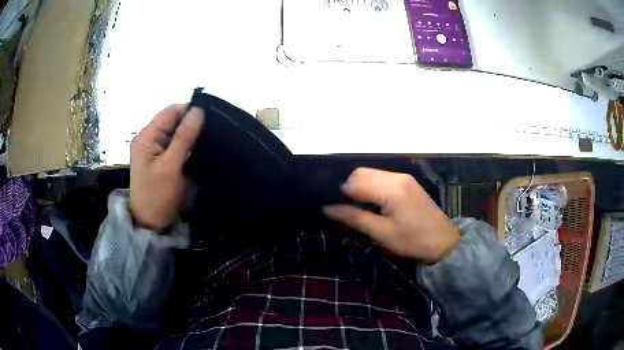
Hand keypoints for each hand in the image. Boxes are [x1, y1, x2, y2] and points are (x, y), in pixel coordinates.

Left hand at [130, 105, 203, 230]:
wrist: (150, 224)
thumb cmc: (157, 196)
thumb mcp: (171, 166)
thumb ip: (184, 137)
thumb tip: (199, 111)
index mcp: (146, 137)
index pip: (170, 112)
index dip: (189, 111)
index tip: (210, 118)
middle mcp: (149, 139)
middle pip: (173, 122)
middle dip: (191, 125)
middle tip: (213, 132)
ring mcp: (155, 150)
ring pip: (177, 134)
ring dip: (191, 137)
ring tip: (210, 141)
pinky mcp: (162, 160)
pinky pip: (177, 147)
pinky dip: (188, 148)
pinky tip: (200, 152)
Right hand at [323, 168, 459, 262]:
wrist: (443, 242)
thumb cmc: (413, 241)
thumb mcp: (382, 233)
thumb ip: (354, 218)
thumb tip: (327, 208)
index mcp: (391, 188)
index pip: (355, 180)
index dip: (341, 194)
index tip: (335, 209)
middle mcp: (396, 176)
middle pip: (362, 172)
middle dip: (349, 188)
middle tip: (346, 209)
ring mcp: (403, 177)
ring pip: (371, 174)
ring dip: (360, 187)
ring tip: (357, 208)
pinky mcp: (407, 182)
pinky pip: (382, 178)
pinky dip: (372, 187)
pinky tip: (372, 203)